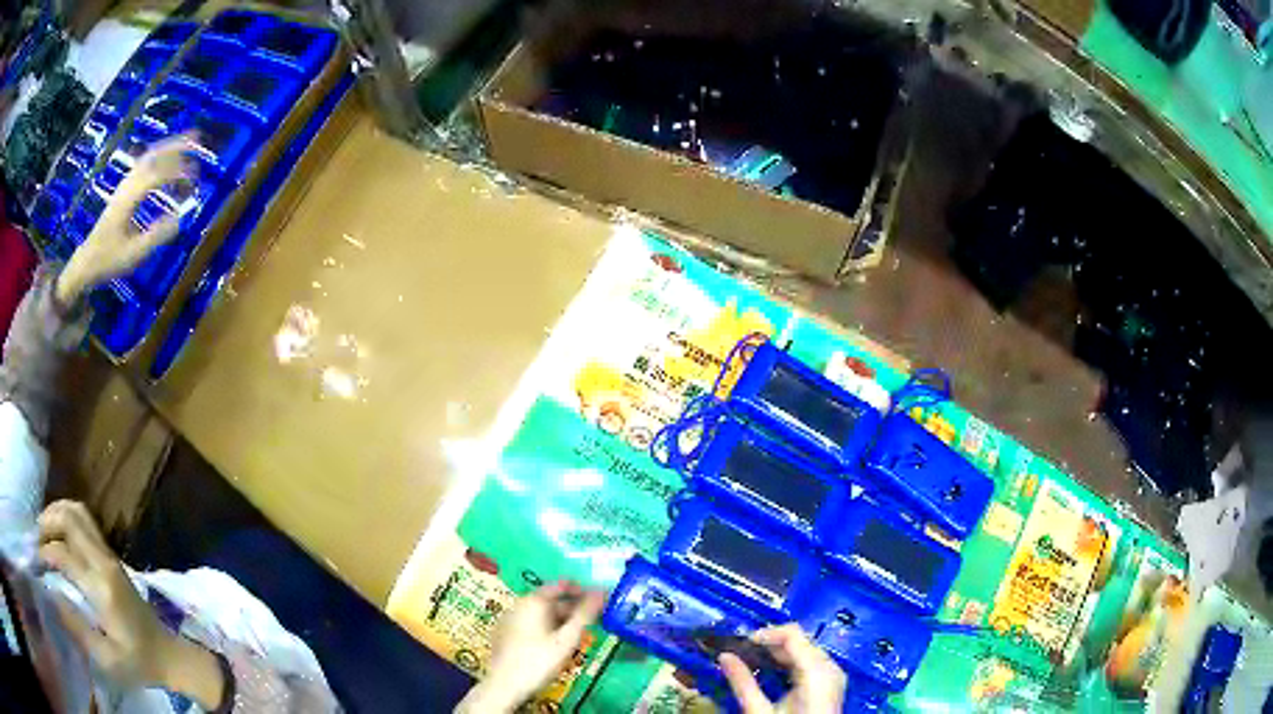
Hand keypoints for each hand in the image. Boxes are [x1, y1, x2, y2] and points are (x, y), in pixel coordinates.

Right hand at [37, 501, 224, 707]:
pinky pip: (84, 520)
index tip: (38, 561)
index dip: (46, 552)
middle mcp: (104, 562)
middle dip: (47, 522)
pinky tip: (58, 533)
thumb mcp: (108, 659)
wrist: (169, 656)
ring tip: (44, 533)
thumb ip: (79, 629)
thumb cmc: (138, 664)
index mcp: (102, 588)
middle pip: (69, 518)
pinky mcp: (112, 556)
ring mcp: (110, 555)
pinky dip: (65, 517)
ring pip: (77, 511)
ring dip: (55, 514)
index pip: (65, 554)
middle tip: (38, 539)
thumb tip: (53, 596)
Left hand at [56, 134, 197, 306]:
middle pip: (154, 155)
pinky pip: (145, 163)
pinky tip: (169, 157)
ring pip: (150, 155)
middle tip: (199, 139)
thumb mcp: (133, 253)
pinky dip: (160, 154)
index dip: (178, 172)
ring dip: (170, 145)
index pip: (158, 175)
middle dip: (177, 145)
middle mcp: (128, 184)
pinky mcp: (125, 188)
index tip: (196, 178)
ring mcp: (125, 184)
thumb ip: (156, 235)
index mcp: (130, 198)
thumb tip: (180, 219)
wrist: (87, 261)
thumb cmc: (109, 259)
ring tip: (189, 139)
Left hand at [457, 581, 604, 712]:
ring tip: (578, 634)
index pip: (561, 585)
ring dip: (561, 619)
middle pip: (551, 600)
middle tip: (594, 620)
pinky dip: (546, 627)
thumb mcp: (567, 640)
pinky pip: (530, 623)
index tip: (599, 598)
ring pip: (541, 613)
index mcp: (533, 601)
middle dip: (573, 608)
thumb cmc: (539, 661)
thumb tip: (602, 593)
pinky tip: (555, 643)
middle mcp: (519, 604)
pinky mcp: (504, 633)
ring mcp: (509, 618)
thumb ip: (585, 615)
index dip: (582, 589)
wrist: (504, 686)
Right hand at [720, 624, 846, 713]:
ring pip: (805, 649)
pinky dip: (790, 661)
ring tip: (752, 659)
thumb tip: (724, 657)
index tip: (741, 641)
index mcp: (817, 671)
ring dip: (779, 651)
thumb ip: (743, 683)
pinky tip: (771, 669)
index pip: (793, 634)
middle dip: (770, 642)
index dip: (766, 633)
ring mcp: (833, 674)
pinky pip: (811, 661)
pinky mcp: (830, 682)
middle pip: (800, 640)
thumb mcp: (760, 711)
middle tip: (742, 651)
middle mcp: (830, 667)